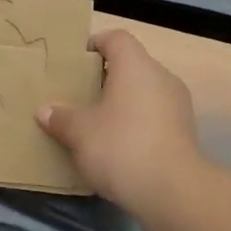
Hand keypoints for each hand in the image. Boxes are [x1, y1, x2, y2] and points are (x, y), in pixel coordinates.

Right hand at [38, 28, 203, 212]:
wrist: (173, 192)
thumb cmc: (121, 146)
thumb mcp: (80, 132)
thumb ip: (61, 117)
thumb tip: (45, 111)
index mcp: (136, 65)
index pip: (116, 38)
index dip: (94, 44)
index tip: (74, 63)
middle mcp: (161, 77)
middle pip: (131, 66)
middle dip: (104, 79)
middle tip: (79, 95)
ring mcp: (178, 105)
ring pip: (143, 93)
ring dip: (121, 104)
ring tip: (96, 124)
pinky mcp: (185, 133)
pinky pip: (154, 117)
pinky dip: (136, 124)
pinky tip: (117, 147)